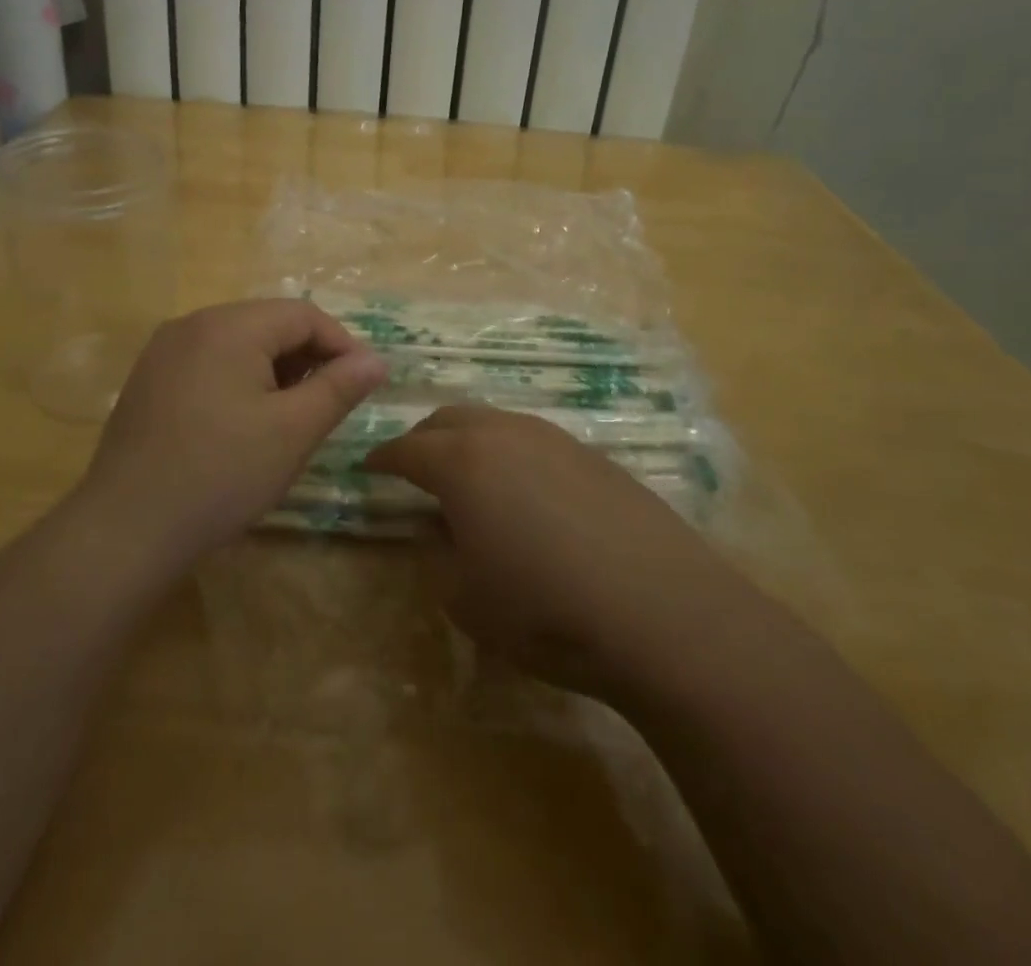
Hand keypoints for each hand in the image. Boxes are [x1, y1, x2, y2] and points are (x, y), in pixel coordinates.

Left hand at [76, 300, 388, 568]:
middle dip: (307, 358)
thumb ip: (339, 388)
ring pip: (238, 344)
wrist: (126, 530)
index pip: (303, 315)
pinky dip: (239, 381)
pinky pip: (209, 363)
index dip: (341, 345)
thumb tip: (376, 359)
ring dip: (274, 371)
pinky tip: (244, 424)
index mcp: (229, 326)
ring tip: (290, 417)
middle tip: (327, 405)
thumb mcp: (293, 431)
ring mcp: (163, 351)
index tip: (362, 385)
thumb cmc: (221, 474)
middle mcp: (192, 324)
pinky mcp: (148, 380)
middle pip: (268, 324)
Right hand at [364, 405, 729, 701]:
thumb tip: (441, 530)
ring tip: (469, 477)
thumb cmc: (545, 609)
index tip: (368, 468)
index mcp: (462, 462)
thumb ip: (438, 555)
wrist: (661, 612)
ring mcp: (555, 439)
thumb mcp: (466, 598)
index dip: (382, 459)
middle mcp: (505, 434)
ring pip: (495, 423)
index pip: (406, 449)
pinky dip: (512, 455)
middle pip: (449, 419)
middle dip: (423, 439)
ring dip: (470, 441)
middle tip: (414, 468)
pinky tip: (527, 493)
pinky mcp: (595, 456)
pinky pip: (535, 441)